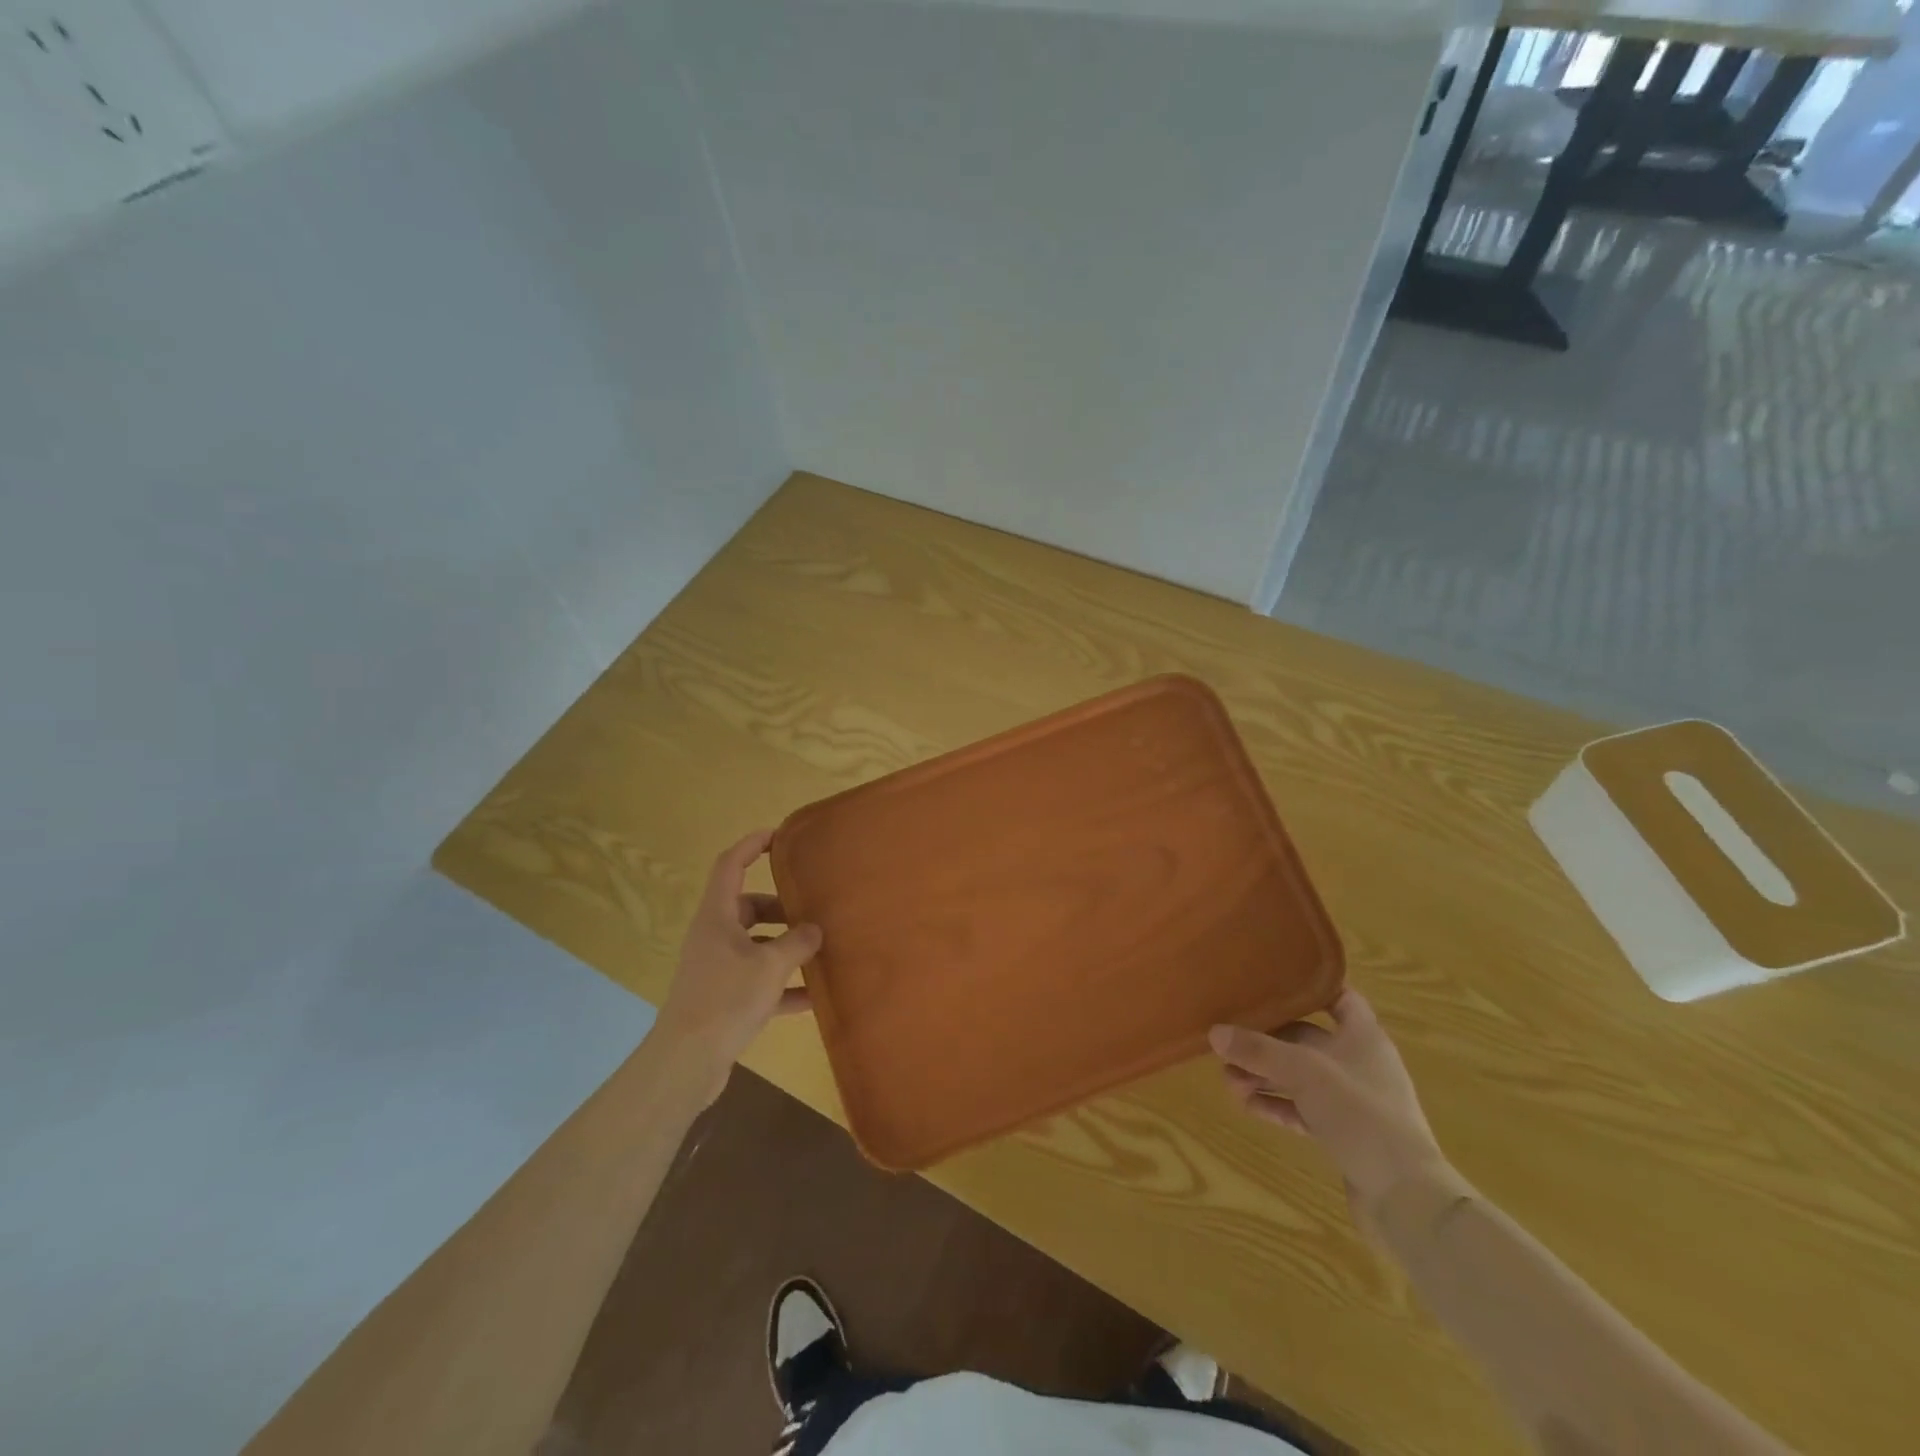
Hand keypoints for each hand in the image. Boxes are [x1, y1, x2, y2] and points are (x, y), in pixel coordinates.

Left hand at [651, 830, 821, 1105]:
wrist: (687, 1062)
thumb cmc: (726, 999)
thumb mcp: (770, 965)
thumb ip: (797, 942)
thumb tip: (814, 929)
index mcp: (717, 916)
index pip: (731, 865)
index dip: (752, 845)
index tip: (779, 835)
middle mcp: (714, 937)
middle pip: (748, 907)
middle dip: (781, 907)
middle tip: (813, 910)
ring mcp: (717, 969)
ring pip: (756, 945)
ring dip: (785, 947)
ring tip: (820, 951)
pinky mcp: (723, 999)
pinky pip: (758, 981)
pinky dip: (783, 985)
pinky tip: (813, 997)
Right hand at [1210, 990, 1454, 1226]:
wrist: (1406, 1198)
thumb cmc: (1361, 1114)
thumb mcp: (1304, 1072)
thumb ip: (1259, 1050)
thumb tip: (1214, 1032)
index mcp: (1363, 1036)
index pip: (1339, 997)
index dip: (1308, 988)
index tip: (1269, 983)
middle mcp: (1358, 1062)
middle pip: (1305, 1039)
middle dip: (1267, 1042)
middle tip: (1229, 1044)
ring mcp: (1352, 1100)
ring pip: (1299, 1077)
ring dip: (1265, 1076)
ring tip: (1228, 1081)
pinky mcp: (1343, 1133)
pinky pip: (1302, 1109)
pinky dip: (1276, 1105)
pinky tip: (1247, 1105)